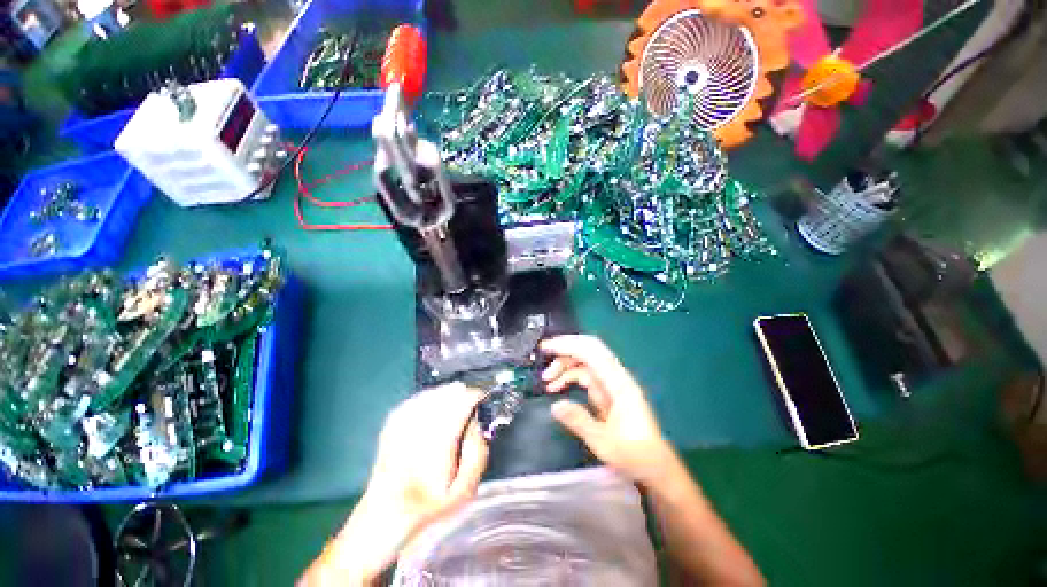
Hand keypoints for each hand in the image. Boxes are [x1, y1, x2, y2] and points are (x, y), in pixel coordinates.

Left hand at [301, 383, 488, 584]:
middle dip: (462, 393)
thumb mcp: (464, 491)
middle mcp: (420, 429)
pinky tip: (435, 402)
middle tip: (470, 401)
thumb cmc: (429, 505)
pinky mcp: (392, 423)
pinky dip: (429, 397)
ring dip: (447, 393)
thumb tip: (476, 423)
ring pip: (432, 393)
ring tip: (456, 400)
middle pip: (446, 394)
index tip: (482, 398)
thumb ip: (477, 454)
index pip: (461, 404)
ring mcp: (403, 424)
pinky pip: (416, 399)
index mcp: (440, 445)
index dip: (474, 396)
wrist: (384, 515)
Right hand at [541, 335, 674, 486]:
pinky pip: (585, 375)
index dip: (568, 345)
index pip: (591, 352)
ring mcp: (611, 382)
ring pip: (584, 362)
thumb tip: (554, 405)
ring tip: (547, 379)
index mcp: (618, 383)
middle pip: (588, 351)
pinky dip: (569, 377)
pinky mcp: (607, 390)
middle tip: (543, 353)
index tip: (546, 347)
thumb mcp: (602, 441)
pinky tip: (557, 386)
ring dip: (565, 366)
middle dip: (565, 349)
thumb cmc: (633, 454)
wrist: (655, 465)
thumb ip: (578, 420)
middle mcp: (615, 377)